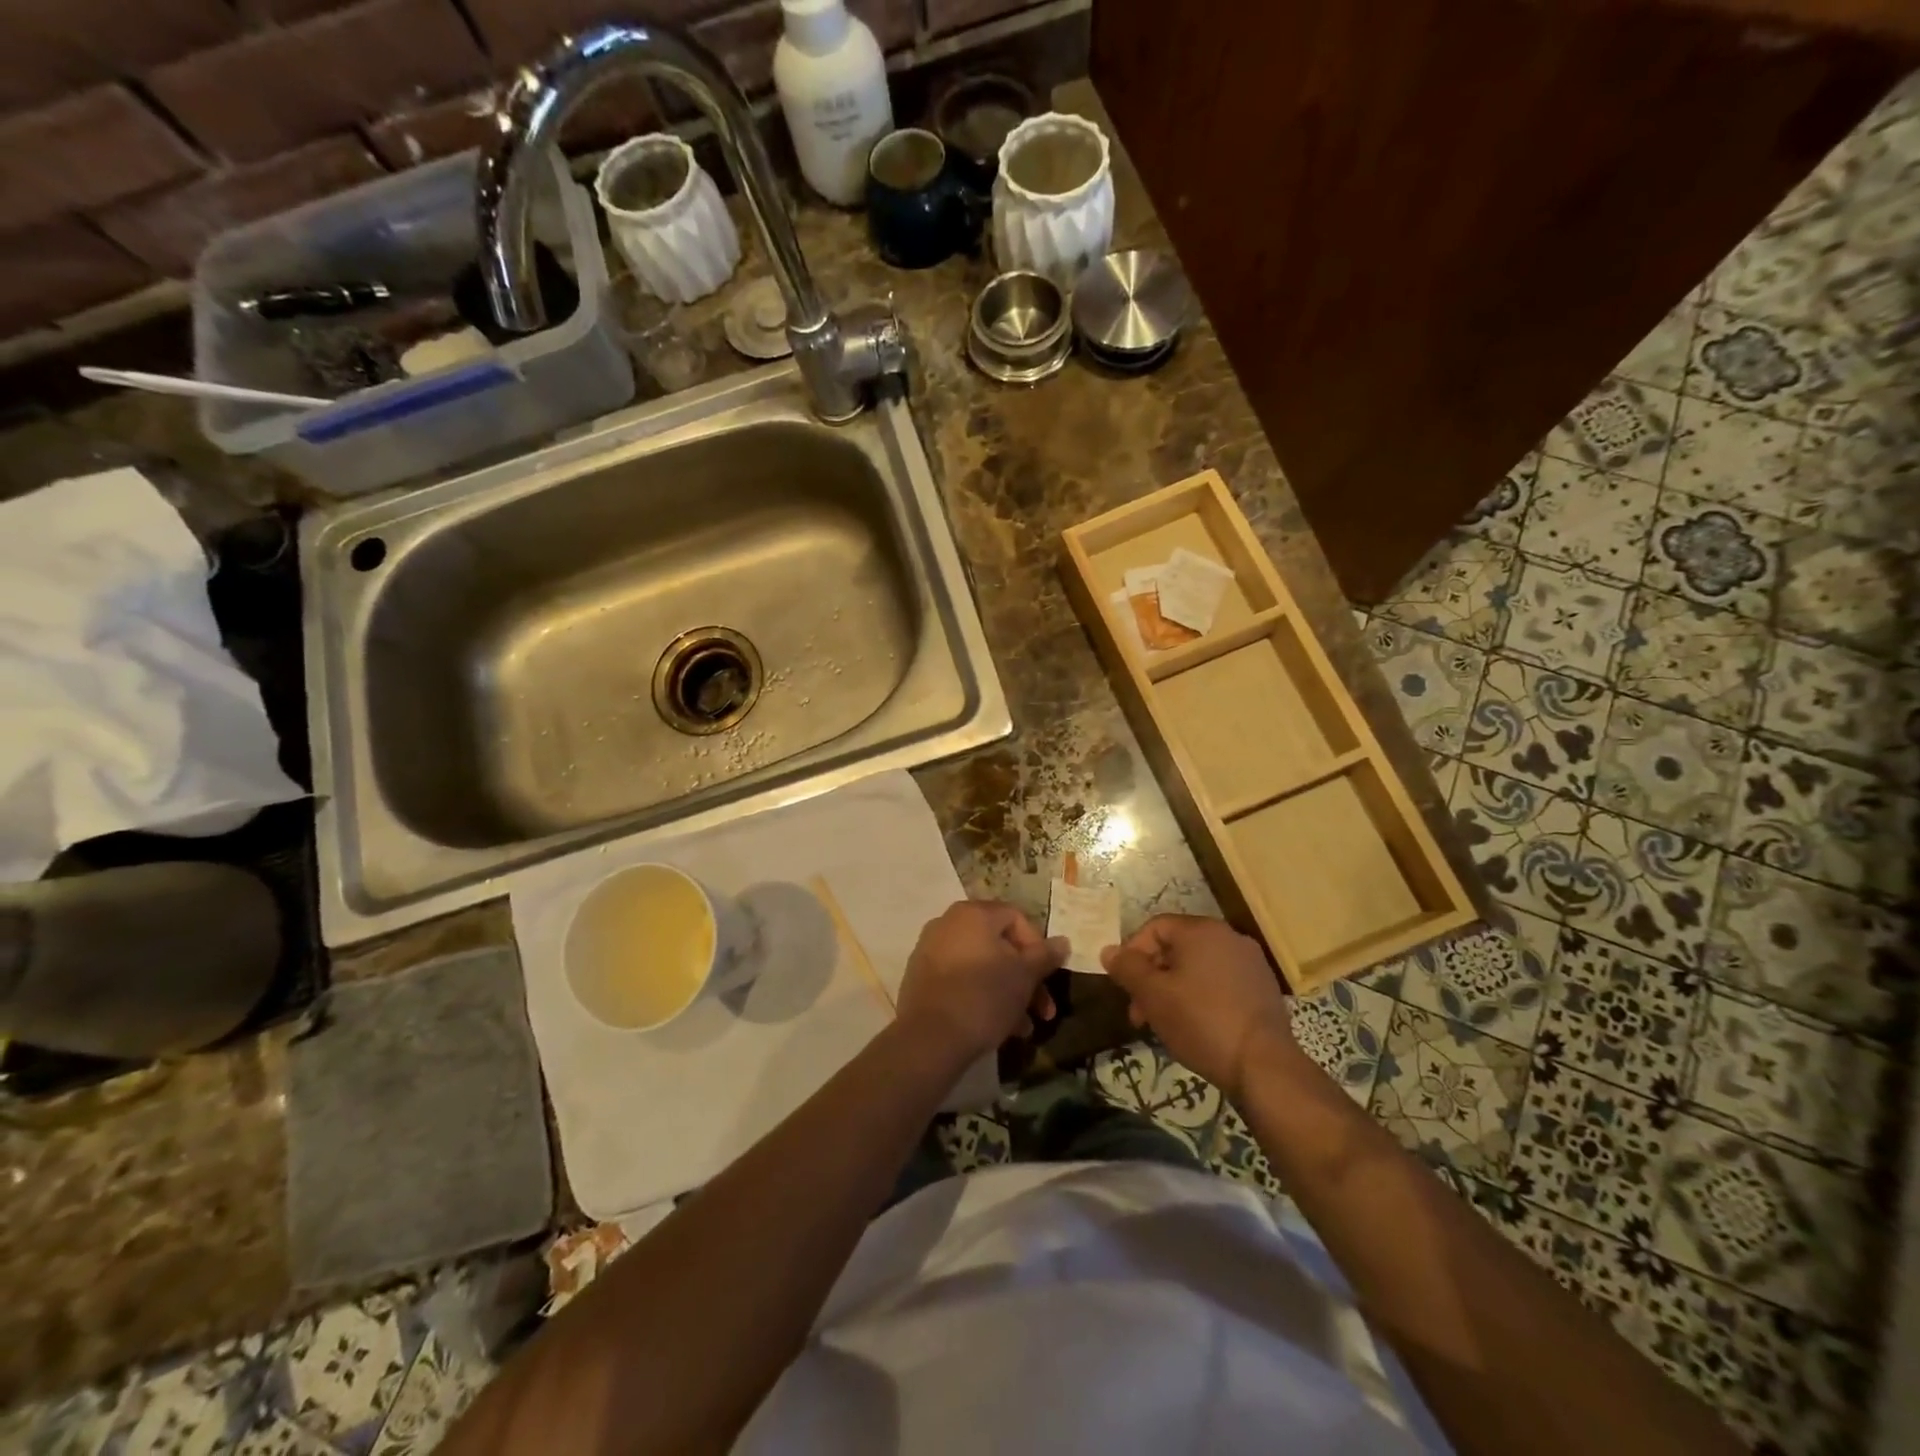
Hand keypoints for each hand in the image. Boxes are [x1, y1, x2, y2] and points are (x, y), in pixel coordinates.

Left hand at [895, 900, 1066, 1063]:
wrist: (931, 1038)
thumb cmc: (985, 996)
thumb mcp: (1025, 976)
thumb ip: (1045, 955)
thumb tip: (1063, 941)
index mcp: (973, 914)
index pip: (1016, 917)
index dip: (1038, 945)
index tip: (1048, 975)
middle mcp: (948, 923)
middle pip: (999, 945)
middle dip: (1026, 978)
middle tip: (1043, 1010)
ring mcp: (930, 950)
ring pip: (981, 966)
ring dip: (1008, 993)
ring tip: (1024, 1028)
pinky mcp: (921, 978)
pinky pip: (961, 979)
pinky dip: (981, 995)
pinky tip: (999, 1027)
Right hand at [1101, 914, 1302, 1100]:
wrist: (1264, 1066)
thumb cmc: (1201, 1022)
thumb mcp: (1153, 995)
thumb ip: (1127, 968)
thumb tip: (1108, 950)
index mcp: (1201, 930)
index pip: (1155, 927)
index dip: (1132, 953)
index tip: (1124, 985)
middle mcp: (1229, 937)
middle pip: (1176, 948)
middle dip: (1151, 978)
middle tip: (1139, 1012)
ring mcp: (1250, 963)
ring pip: (1197, 968)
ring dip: (1173, 990)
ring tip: (1164, 1024)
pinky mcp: (1263, 989)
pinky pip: (1220, 983)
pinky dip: (1201, 997)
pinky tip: (1195, 1027)